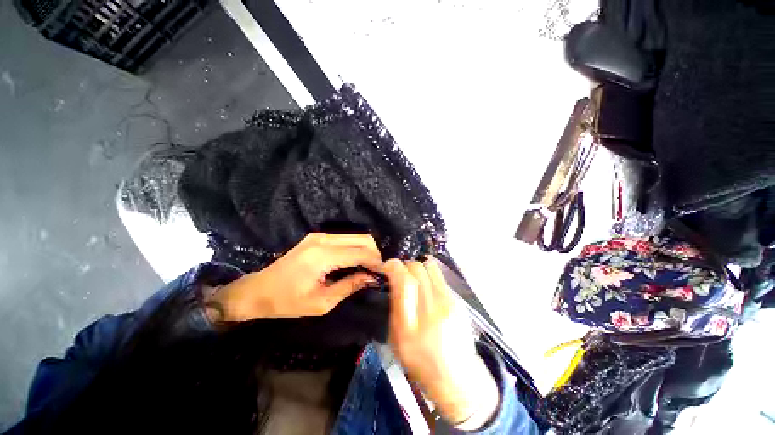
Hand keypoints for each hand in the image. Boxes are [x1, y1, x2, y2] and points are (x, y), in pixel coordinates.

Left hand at [206, 233, 382, 321]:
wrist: (257, 290)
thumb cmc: (287, 302)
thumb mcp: (321, 302)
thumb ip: (349, 286)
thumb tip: (371, 278)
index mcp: (323, 256)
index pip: (360, 253)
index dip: (376, 262)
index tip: (385, 273)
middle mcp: (323, 240)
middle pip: (362, 239)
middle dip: (374, 254)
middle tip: (377, 271)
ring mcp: (319, 236)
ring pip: (355, 237)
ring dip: (366, 250)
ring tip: (368, 268)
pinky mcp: (317, 237)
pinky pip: (345, 239)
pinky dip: (355, 249)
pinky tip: (355, 262)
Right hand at [384, 258, 498, 427]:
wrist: (458, 378)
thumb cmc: (421, 362)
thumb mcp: (397, 340)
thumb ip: (394, 307)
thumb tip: (394, 280)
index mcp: (410, 325)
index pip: (404, 281)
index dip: (394, 267)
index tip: (388, 266)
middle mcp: (432, 310)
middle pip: (417, 268)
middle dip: (405, 266)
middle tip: (401, 274)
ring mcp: (449, 303)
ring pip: (430, 267)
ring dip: (419, 268)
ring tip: (415, 278)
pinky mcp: (459, 301)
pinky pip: (440, 277)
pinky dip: (430, 277)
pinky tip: (429, 290)